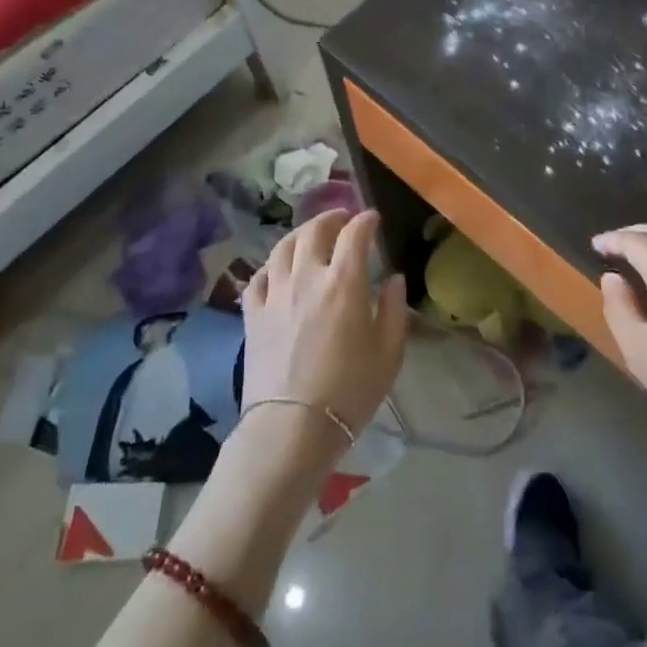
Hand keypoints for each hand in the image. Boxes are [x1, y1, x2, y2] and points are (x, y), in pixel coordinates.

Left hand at [243, 210, 407, 452]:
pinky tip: (277, 271)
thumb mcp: (388, 353)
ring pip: (282, 247)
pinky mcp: (252, 315)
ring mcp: (275, 294)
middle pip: (314, 230)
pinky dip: (270, 266)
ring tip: (310, 236)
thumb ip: (394, 309)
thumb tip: (394, 279)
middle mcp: (306, 277)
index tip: (373, 219)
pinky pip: (258, 277)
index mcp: (344, 282)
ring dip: (300, 234)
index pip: (354, 234)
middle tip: (343, 219)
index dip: (365, 221)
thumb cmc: (349, 392)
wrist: (291, 428)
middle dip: (331, 218)